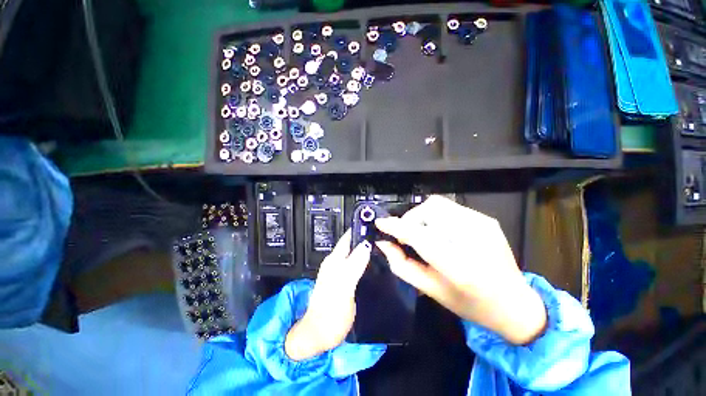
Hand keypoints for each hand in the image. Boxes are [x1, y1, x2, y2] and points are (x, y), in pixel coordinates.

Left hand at [285, 231, 371, 360]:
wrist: (318, 336)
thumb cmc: (330, 314)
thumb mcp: (343, 288)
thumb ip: (354, 265)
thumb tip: (366, 244)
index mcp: (335, 260)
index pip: (348, 237)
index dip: (361, 229)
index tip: (378, 224)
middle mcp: (335, 262)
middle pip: (352, 243)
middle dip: (366, 237)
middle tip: (386, 236)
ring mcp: (338, 271)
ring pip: (354, 252)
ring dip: (366, 248)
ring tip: (384, 246)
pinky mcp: (342, 280)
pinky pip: (355, 263)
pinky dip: (364, 259)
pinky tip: (375, 262)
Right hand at [375, 195, 546, 344]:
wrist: (515, 304)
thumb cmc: (469, 304)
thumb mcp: (431, 290)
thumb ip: (402, 265)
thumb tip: (383, 243)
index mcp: (459, 267)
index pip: (419, 236)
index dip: (396, 226)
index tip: (380, 223)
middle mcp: (473, 240)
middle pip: (427, 211)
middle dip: (409, 221)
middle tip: (407, 237)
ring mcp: (483, 225)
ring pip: (436, 204)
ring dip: (421, 216)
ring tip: (423, 233)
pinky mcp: (487, 219)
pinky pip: (449, 207)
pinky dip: (436, 216)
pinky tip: (440, 232)